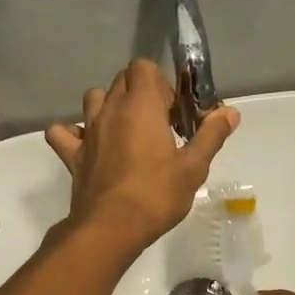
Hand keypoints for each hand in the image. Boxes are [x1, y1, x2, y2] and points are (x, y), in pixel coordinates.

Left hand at [45, 59, 238, 251]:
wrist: (112, 227)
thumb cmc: (157, 194)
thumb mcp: (194, 167)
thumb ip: (211, 134)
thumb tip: (230, 112)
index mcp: (141, 105)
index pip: (144, 67)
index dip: (161, 83)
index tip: (174, 111)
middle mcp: (110, 109)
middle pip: (122, 79)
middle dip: (141, 92)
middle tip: (160, 123)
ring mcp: (87, 130)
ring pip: (93, 98)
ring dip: (109, 106)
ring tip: (127, 131)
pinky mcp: (72, 154)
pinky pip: (63, 132)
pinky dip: (73, 132)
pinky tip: (89, 145)